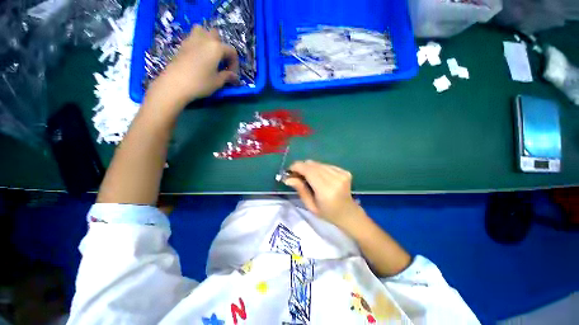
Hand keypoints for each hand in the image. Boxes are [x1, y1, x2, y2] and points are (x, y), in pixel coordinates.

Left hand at [147, 26, 238, 108]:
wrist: (175, 84)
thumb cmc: (200, 83)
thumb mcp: (218, 82)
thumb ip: (227, 76)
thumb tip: (234, 77)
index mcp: (216, 47)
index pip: (232, 51)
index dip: (235, 64)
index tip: (232, 75)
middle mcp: (205, 39)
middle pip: (217, 36)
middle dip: (222, 48)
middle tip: (221, 62)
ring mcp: (191, 39)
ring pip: (202, 31)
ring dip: (208, 40)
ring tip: (209, 55)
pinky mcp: (182, 45)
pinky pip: (193, 38)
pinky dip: (198, 44)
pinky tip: (199, 58)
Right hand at [284, 160, 361, 228]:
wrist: (348, 213)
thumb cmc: (328, 213)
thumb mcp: (310, 206)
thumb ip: (301, 189)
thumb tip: (288, 178)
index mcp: (326, 190)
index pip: (309, 171)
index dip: (297, 167)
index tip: (289, 170)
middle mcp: (335, 179)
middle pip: (313, 165)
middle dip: (301, 167)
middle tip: (296, 174)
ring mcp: (342, 174)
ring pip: (319, 163)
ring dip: (310, 168)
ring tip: (307, 176)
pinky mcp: (345, 171)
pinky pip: (326, 165)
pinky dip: (319, 169)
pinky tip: (319, 177)